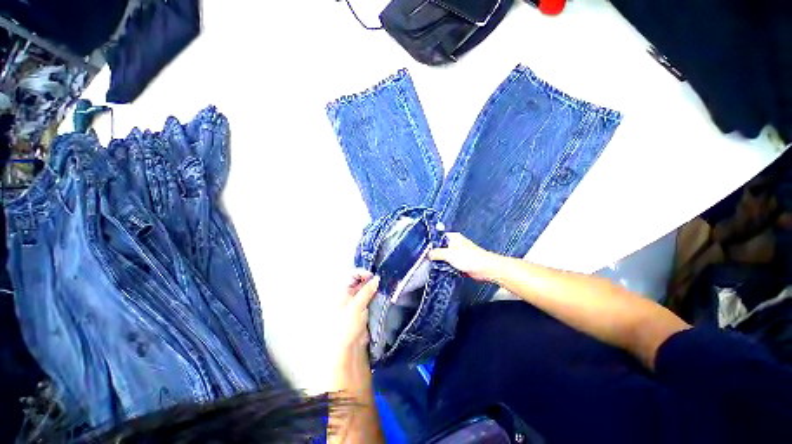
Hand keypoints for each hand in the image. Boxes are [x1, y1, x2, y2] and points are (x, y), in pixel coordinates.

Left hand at [330, 270, 378, 393]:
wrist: (346, 349)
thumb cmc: (346, 325)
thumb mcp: (356, 306)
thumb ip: (366, 291)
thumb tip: (376, 278)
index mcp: (341, 291)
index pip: (351, 275)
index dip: (362, 273)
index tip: (374, 276)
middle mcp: (348, 294)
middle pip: (359, 281)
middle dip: (369, 279)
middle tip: (381, 281)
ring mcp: (356, 302)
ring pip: (366, 289)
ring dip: (373, 287)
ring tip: (383, 286)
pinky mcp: (363, 309)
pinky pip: (369, 298)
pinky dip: (375, 295)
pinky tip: (382, 294)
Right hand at [428, 233, 498, 280]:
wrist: (484, 268)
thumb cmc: (470, 258)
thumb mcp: (449, 254)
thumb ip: (437, 253)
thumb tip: (428, 254)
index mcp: (452, 237)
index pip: (438, 237)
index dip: (431, 243)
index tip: (424, 250)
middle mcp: (455, 243)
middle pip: (440, 247)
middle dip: (435, 253)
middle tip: (427, 259)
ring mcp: (457, 253)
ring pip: (444, 256)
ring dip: (440, 261)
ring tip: (434, 265)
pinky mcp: (460, 261)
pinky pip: (449, 263)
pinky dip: (446, 266)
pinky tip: (442, 269)